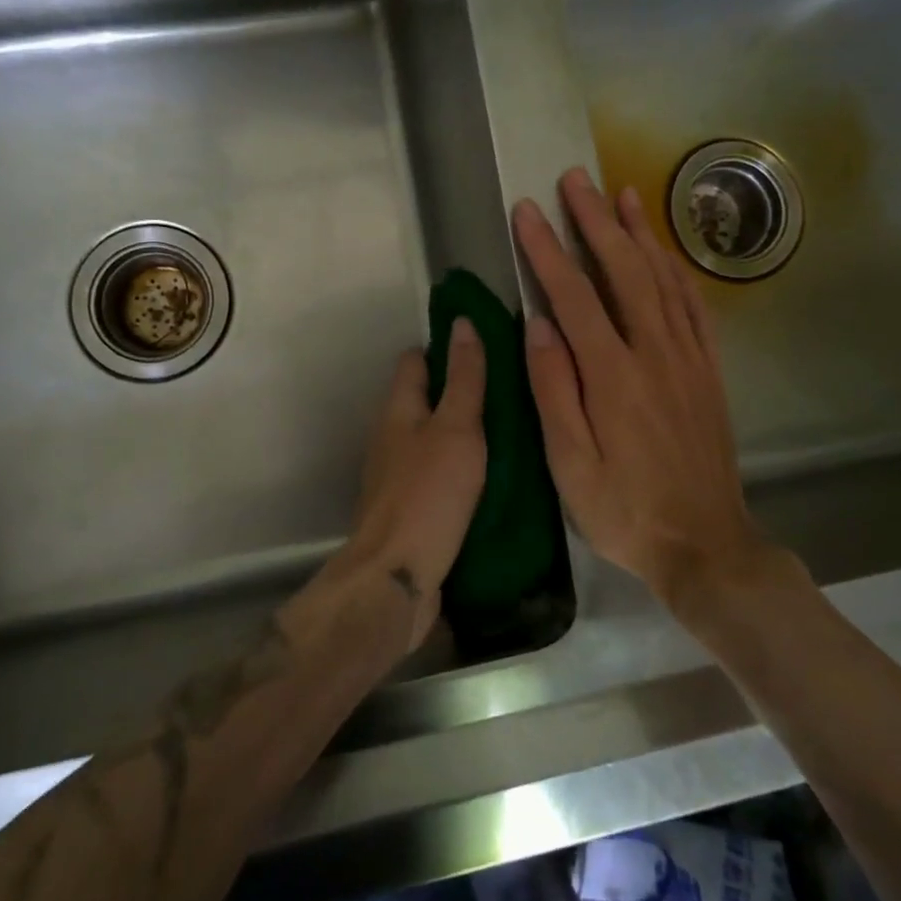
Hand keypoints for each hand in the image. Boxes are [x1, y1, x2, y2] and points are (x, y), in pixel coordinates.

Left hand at [313, 320, 487, 649]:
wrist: (396, 578)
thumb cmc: (428, 494)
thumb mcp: (456, 429)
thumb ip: (464, 379)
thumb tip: (463, 322)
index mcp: (398, 410)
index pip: (416, 361)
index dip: (444, 347)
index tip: (484, 342)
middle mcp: (391, 437)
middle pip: (423, 399)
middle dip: (458, 390)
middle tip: (509, 389)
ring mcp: (396, 475)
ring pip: (431, 438)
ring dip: (461, 431)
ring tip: (509, 430)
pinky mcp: (409, 509)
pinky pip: (436, 473)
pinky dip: (459, 467)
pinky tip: (490, 476)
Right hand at [512, 168, 789, 609]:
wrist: (706, 545)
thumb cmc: (624, 510)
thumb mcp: (570, 465)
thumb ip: (554, 390)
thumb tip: (537, 324)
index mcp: (613, 377)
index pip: (574, 296)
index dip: (547, 249)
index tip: (526, 211)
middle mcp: (654, 354)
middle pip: (624, 271)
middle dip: (595, 221)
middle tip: (575, 180)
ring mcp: (688, 359)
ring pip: (663, 279)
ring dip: (640, 233)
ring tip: (622, 193)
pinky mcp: (708, 371)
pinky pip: (694, 307)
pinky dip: (677, 270)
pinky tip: (664, 251)